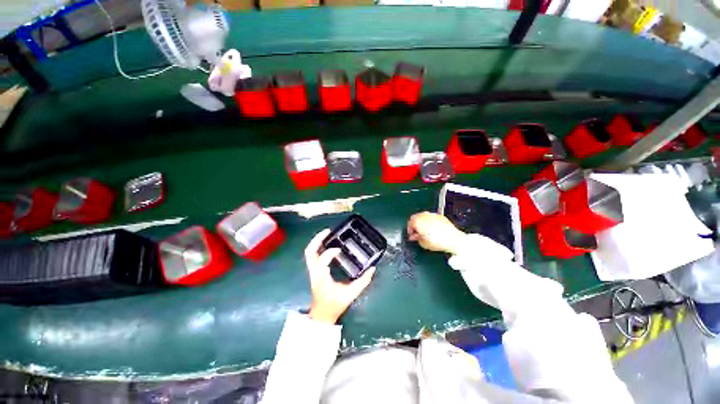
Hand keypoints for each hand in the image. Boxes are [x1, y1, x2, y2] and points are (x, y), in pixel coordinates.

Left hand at [305, 229, 376, 323]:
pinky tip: (327, 243)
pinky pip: (313, 255)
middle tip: (328, 231)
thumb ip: (363, 281)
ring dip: (316, 241)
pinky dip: (318, 247)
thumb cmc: (335, 304)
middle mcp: (315, 272)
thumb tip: (372, 268)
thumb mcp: (351, 294)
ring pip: (309, 252)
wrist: (322, 314)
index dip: (330, 252)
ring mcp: (313, 271)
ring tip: (326, 233)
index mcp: (322, 278)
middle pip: (310, 252)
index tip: (340, 249)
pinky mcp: (314, 271)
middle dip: (317, 240)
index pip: (322, 261)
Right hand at [407, 212, 465, 254]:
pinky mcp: (439, 216)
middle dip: (414, 224)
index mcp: (418, 222)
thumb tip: (414, 236)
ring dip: (421, 221)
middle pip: (415, 217)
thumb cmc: (438, 242)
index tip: (411, 235)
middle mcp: (424, 216)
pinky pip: (431, 217)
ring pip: (422, 216)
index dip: (409, 229)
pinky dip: (429, 221)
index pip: (409, 223)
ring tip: (424, 230)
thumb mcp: (423, 243)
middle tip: (416, 232)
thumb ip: (416, 238)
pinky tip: (432, 228)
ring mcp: (432, 215)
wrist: (453, 240)